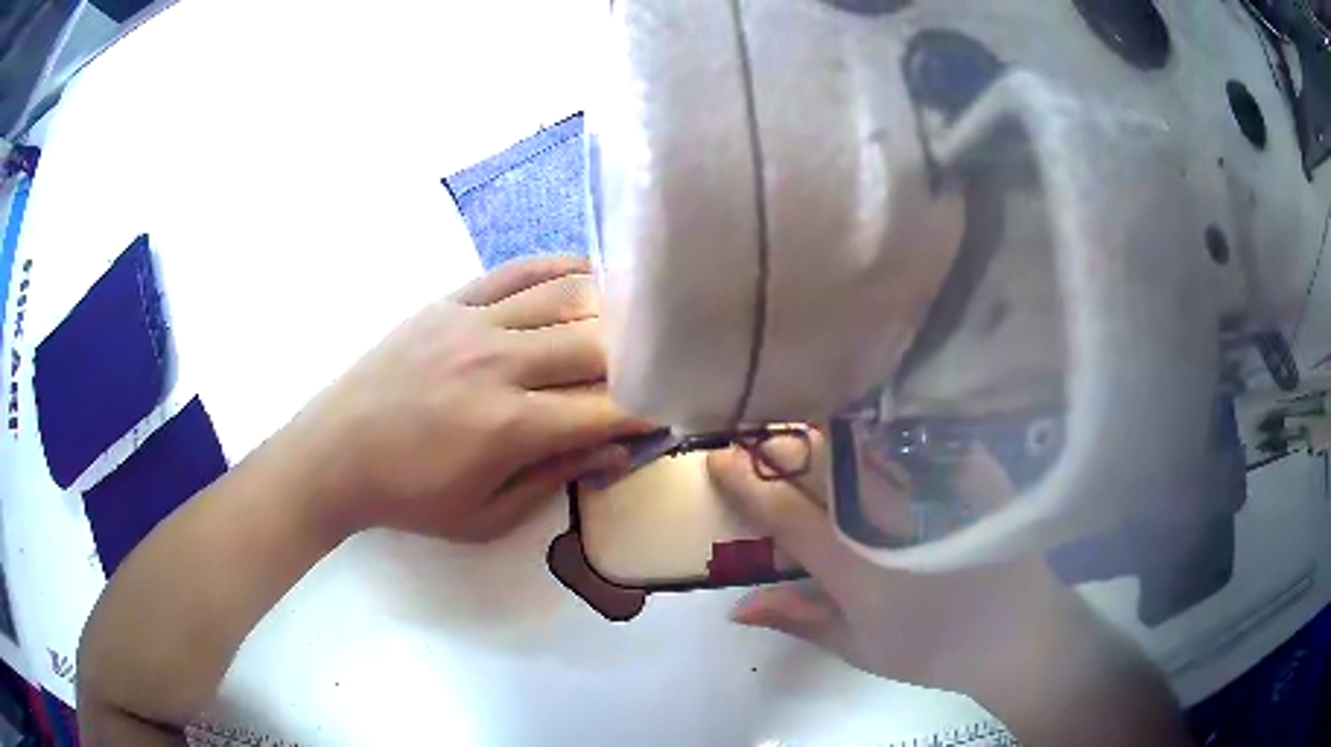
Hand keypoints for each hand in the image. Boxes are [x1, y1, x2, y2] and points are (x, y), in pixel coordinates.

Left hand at [295, 256, 640, 541]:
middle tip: (655, 365)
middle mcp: (499, 363)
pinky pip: (517, 271)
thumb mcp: (485, 516)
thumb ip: (553, 479)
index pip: (603, 409)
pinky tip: (587, 272)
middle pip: (595, 343)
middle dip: (638, 356)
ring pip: (564, 296)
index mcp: (507, 426)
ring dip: (609, 306)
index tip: (668, 410)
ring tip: (635, 318)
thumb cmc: (410, 496)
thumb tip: (613, 449)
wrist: (336, 452)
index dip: (645, 409)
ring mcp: (473, 323)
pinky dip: (559, 266)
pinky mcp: (451, 301)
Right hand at [710, 436, 1069, 688]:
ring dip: (827, 427)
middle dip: (783, 442)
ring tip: (805, 420)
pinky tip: (872, 420)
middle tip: (760, 432)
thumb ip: (799, 618)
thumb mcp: (859, 646)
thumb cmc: (932, 649)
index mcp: (855, 565)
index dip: (746, 483)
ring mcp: (933, 490)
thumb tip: (737, 605)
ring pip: (866, 441)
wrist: (1016, 633)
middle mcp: (888, 518)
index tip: (718, 457)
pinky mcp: (970, 472)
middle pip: (824, 463)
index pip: (786, 515)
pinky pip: (919, 437)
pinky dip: (886, 426)